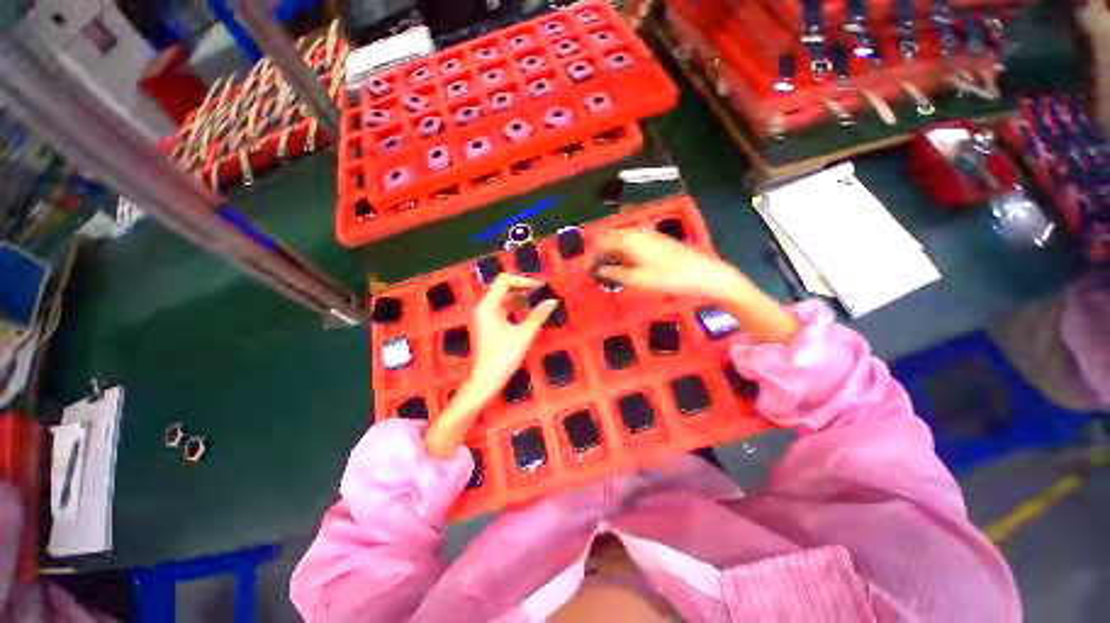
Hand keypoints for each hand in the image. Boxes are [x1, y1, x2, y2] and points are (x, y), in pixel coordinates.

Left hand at [469, 273, 558, 398]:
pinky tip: (529, 312)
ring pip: (504, 298)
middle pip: (503, 288)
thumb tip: (553, 301)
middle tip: (543, 292)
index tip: (541, 287)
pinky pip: (502, 309)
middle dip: (524, 288)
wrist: (485, 382)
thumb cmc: (503, 358)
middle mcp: (483, 307)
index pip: (504, 281)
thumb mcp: (524, 335)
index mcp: (488, 306)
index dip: (524, 280)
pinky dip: (516, 307)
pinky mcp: (488, 324)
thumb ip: (539, 315)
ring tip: (539, 301)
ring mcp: (484, 316)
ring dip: (521, 297)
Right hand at [593, 228, 799, 345]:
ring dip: (612, 254)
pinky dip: (624, 253)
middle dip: (600, 254)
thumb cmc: (669, 278)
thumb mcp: (637, 280)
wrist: (704, 274)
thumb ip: (614, 274)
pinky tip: (626, 266)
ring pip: (621, 240)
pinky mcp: (656, 239)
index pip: (600, 242)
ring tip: (610, 272)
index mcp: (629, 238)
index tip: (586, 271)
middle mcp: (636, 231)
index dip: (591, 256)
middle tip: (597, 273)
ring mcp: (648, 233)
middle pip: (609, 238)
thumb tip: (598, 270)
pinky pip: (632, 242)